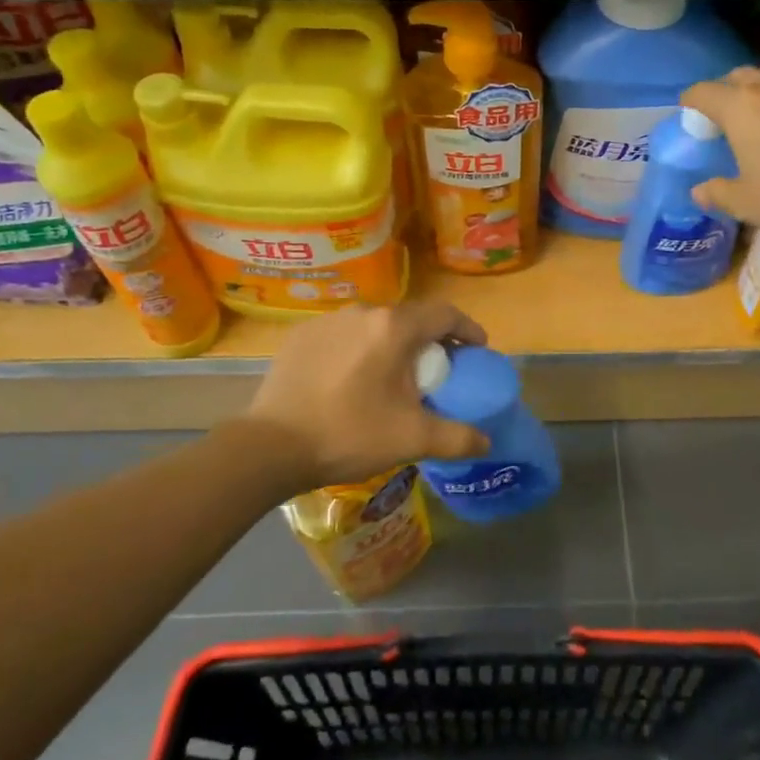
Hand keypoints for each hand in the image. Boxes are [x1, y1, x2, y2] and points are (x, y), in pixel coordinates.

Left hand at [246, 302, 490, 490]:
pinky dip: (359, 352)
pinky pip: (344, 336)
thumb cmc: (349, 434)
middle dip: (430, 343)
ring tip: (391, 380)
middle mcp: (362, 312)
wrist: (271, 447)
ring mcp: (327, 321)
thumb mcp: (412, 439)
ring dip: (392, 346)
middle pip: (410, 319)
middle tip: (435, 375)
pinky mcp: (301, 336)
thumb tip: (487, 442)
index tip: (477, 351)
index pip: (445, 314)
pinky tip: (352, 382)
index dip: (467, 330)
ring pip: (375, 327)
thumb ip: (458, 437)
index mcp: (394, 327)